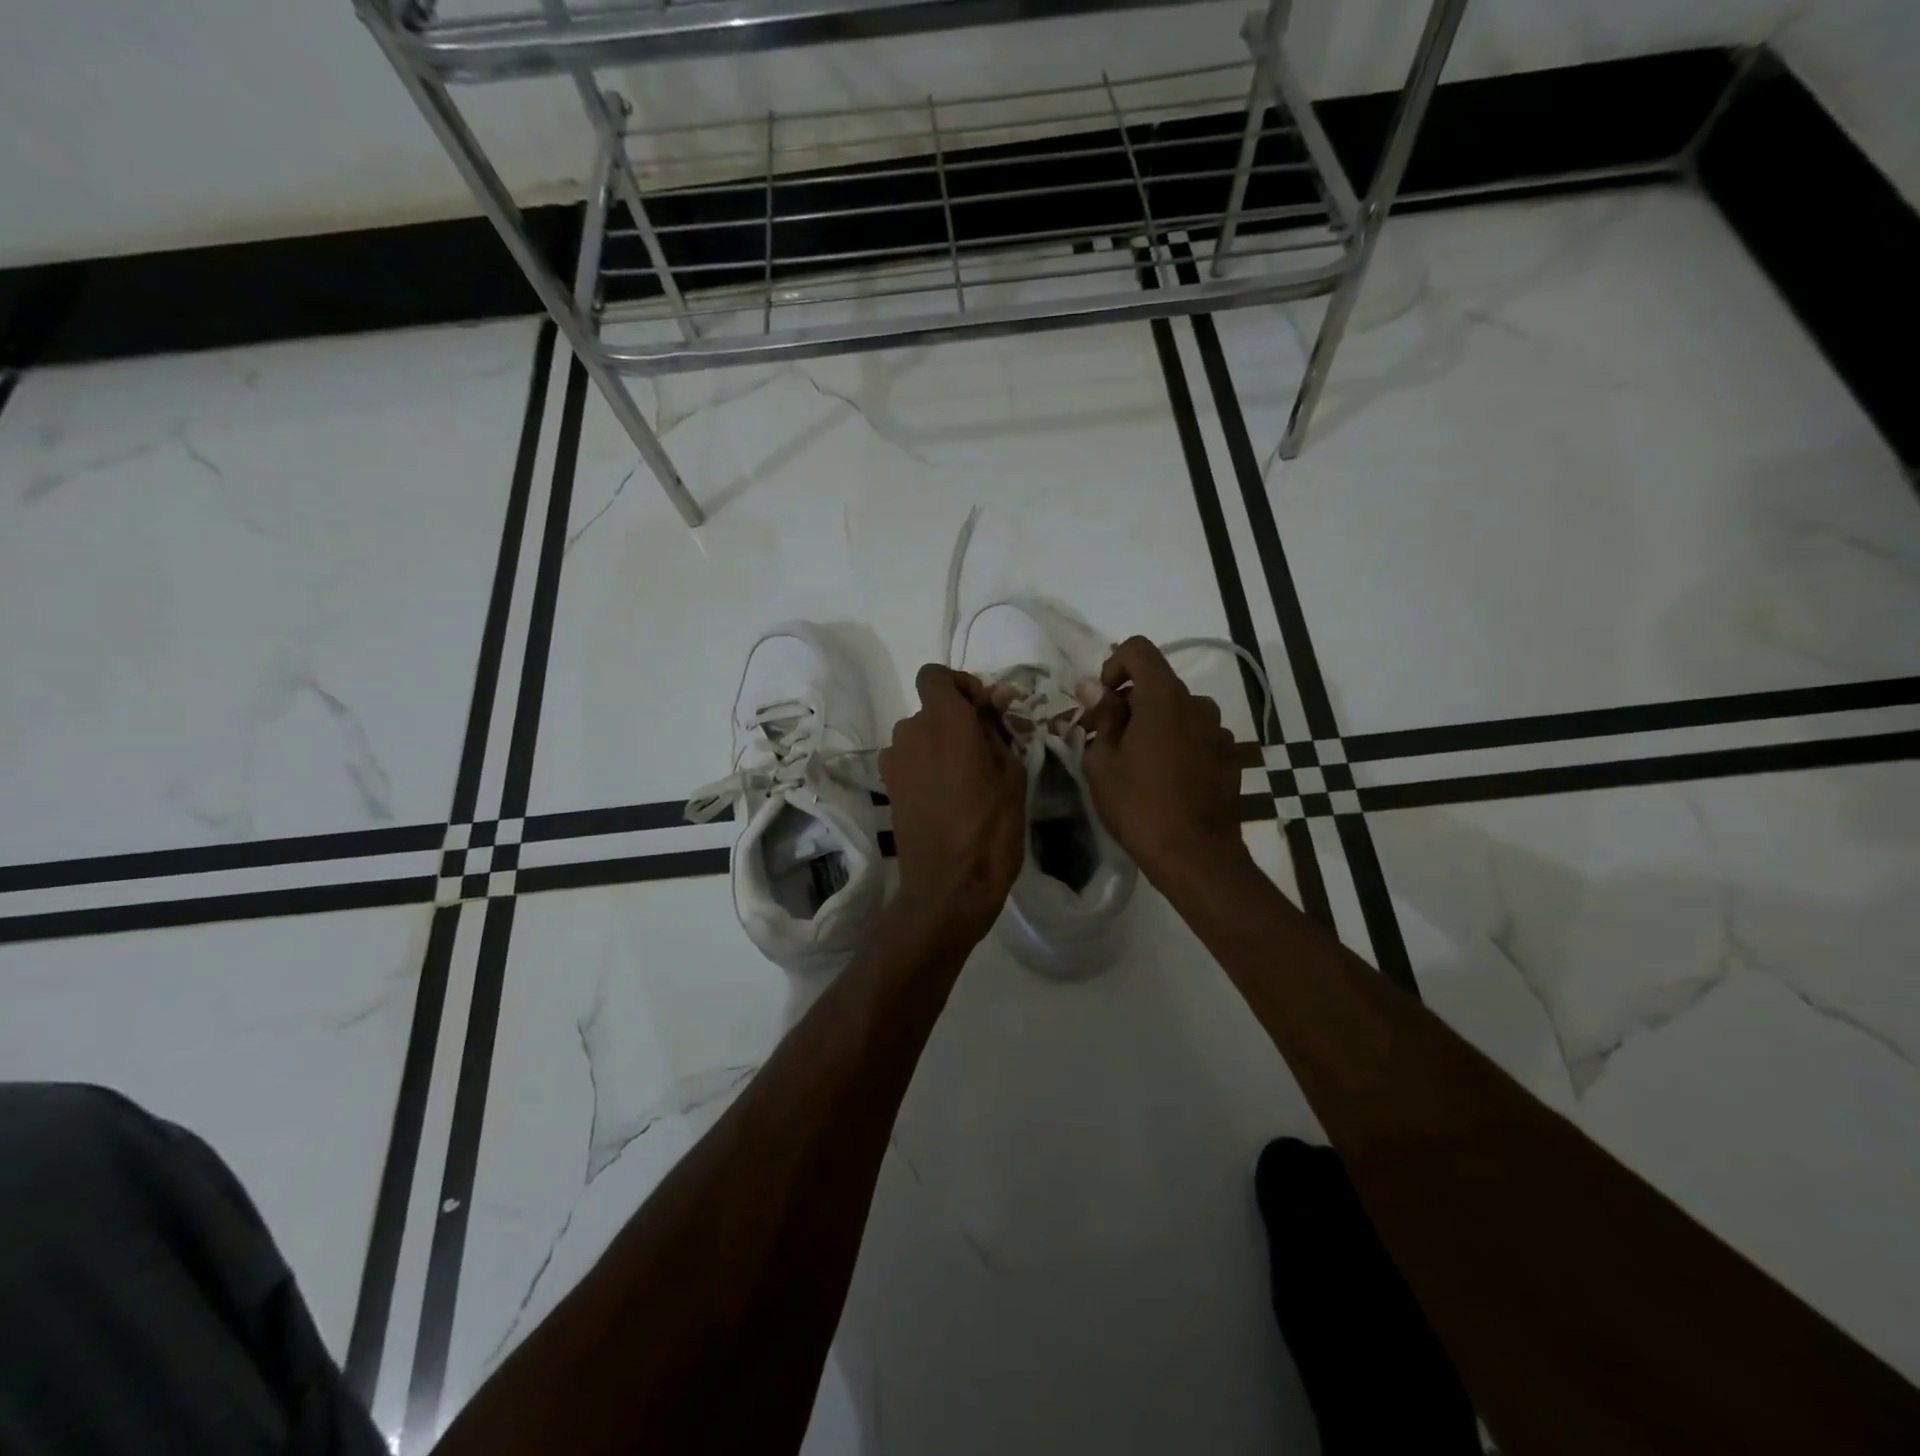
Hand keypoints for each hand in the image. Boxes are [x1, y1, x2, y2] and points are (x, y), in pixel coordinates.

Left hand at [880, 665, 1026, 943]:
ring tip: (970, 778)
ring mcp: (895, 760)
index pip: (935, 674)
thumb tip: (996, 697)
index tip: (985, 711)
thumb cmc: (991, 828)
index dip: (960, 684)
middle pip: (931, 707)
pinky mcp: (888, 785)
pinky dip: (928, 765)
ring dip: (943, 743)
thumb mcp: (1012, 774)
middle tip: (989, 749)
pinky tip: (948, 796)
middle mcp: (911, 731)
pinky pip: (911, 759)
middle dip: (958, 719)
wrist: (948, 887)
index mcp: (945, 721)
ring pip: (921, 734)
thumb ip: (998, 728)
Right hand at [1081, 637, 1249, 891]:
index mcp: (1164, 697)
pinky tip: (1166, 779)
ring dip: (1154, 725)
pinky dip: (1177, 744)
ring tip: (1137, 763)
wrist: (1195, 856)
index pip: (1139, 649)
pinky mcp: (1231, 756)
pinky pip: (1196, 736)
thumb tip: (1092, 687)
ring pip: (1178, 712)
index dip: (1114, 665)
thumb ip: (1102, 716)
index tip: (1102, 701)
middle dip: (1129, 702)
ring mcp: (1219, 731)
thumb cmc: (1139, 805)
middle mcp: (1198, 704)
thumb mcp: (1103, 761)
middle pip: (1158, 683)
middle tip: (1106, 739)